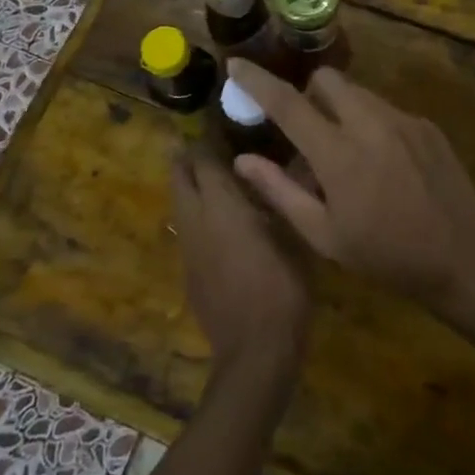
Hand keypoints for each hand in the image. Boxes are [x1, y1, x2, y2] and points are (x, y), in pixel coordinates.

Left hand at [170, 149, 312, 391]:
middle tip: (210, 143)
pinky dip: (195, 212)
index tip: (221, 121)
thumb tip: (288, 165)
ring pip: (179, 202)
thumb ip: (284, 196)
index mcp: (222, 205)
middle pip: (180, 175)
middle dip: (189, 156)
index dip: (208, 138)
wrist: (255, 353)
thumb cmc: (282, 287)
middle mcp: (197, 220)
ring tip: (214, 175)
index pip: (203, 159)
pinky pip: (186, 228)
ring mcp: (188, 248)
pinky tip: (220, 218)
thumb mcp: (295, 235)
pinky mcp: (189, 272)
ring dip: (189, 184)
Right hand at [225, 60, 474, 309]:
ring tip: (347, 155)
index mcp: (339, 154)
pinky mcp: (425, 125)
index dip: (257, 81)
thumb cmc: (386, 256)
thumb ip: (280, 192)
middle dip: (309, 94)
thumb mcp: (325, 236)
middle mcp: (370, 123)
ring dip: (341, 110)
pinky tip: (383, 165)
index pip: (287, 103)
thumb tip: (243, 159)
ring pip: (357, 93)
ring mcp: (403, 119)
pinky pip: (385, 109)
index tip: (236, 64)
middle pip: (326, 80)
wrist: (464, 257)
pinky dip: (371, 124)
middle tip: (308, 132)